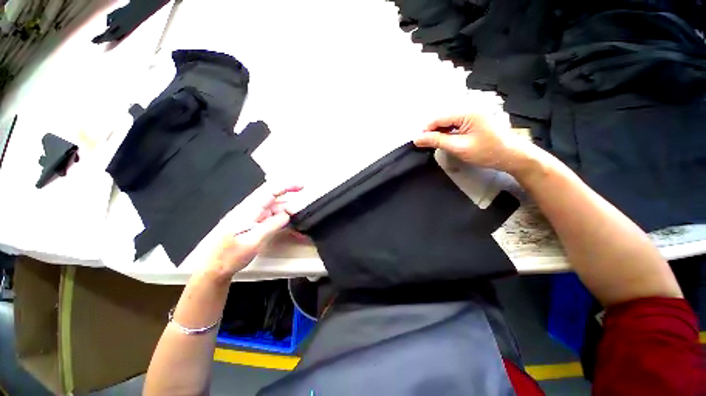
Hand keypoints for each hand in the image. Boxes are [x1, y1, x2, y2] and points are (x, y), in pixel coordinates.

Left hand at [203, 185, 302, 280]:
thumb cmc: (228, 256)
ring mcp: (252, 218)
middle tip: (301, 214)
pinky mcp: (254, 225)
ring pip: (275, 210)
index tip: (301, 187)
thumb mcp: (252, 242)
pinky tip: (289, 228)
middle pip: (275, 200)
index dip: (287, 186)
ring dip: (287, 214)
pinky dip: (282, 221)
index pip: (270, 191)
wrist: (213, 269)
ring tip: (297, 223)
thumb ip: (271, 226)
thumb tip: (286, 215)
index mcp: (248, 210)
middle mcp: (251, 211)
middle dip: (290, 204)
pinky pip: (271, 219)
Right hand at [414, 113, 540, 175]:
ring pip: (447, 121)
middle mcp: (469, 107)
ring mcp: (472, 112)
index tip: (417, 142)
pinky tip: (445, 140)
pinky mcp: (474, 119)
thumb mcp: (459, 147)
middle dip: (432, 131)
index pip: (439, 118)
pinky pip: (455, 123)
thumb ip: (437, 141)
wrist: (512, 156)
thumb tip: (416, 139)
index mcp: (467, 111)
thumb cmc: (487, 152)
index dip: (426, 129)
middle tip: (425, 145)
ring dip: (439, 132)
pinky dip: (447, 132)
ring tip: (434, 144)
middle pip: (442, 118)